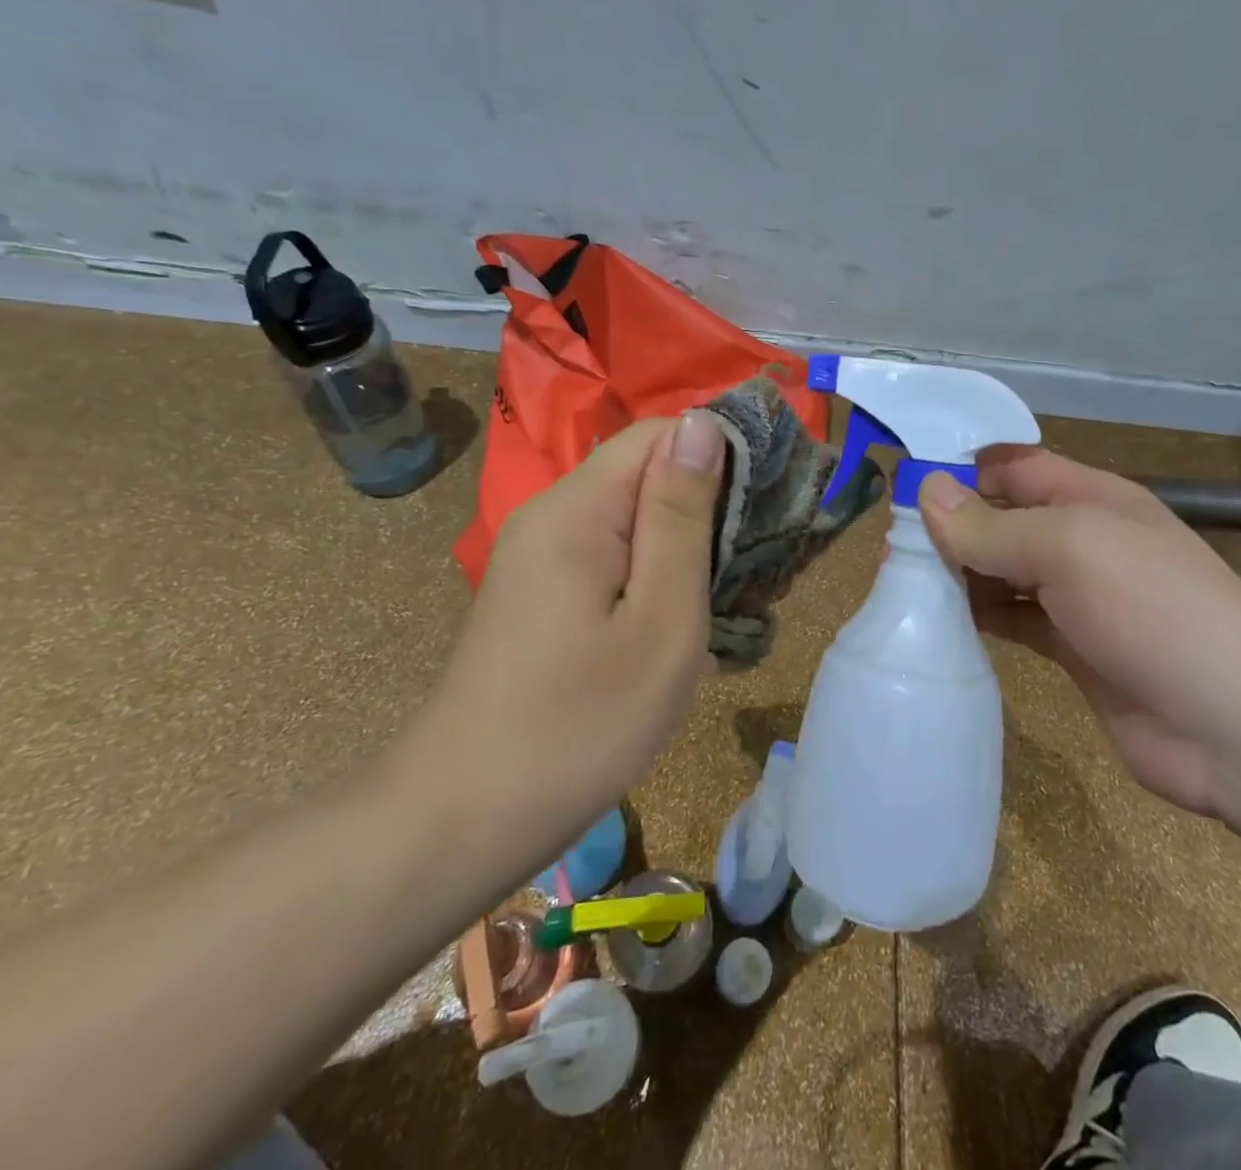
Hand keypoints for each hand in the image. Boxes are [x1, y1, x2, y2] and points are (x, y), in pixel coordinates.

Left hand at [385, 413, 725, 876]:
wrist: (467, 816)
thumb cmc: (583, 724)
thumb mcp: (661, 620)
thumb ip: (681, 516)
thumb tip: (702, 424)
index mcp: (577, 509)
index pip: (661, 434)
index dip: (721, 452)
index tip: (772, 501)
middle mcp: (550, 514)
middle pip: (645, 472)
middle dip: (709, 504)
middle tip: (759, 567)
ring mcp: (538, 553)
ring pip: (630, 514)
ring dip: (685, 543)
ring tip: (731, 597)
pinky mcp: (538, 588)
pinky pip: (608, 551)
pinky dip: (654, 570)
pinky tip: (679, 618)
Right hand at [919, 447, 1240, 840]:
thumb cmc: (1158, 615)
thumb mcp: (1072, 552)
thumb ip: (994, 526)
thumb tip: (927, 491)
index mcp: (1090, 498)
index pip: (1013, 465)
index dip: (961, 466)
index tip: (901, 482)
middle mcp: (1082, 539)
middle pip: (1002, 517)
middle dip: (951, 523)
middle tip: (889, 543)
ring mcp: (1079, 597)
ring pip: (1002, 570)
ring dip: (959, 573)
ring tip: (901, 583)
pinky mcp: (1072, 649)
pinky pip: (1012, 619)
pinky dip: (979, 617)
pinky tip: (939, 624)